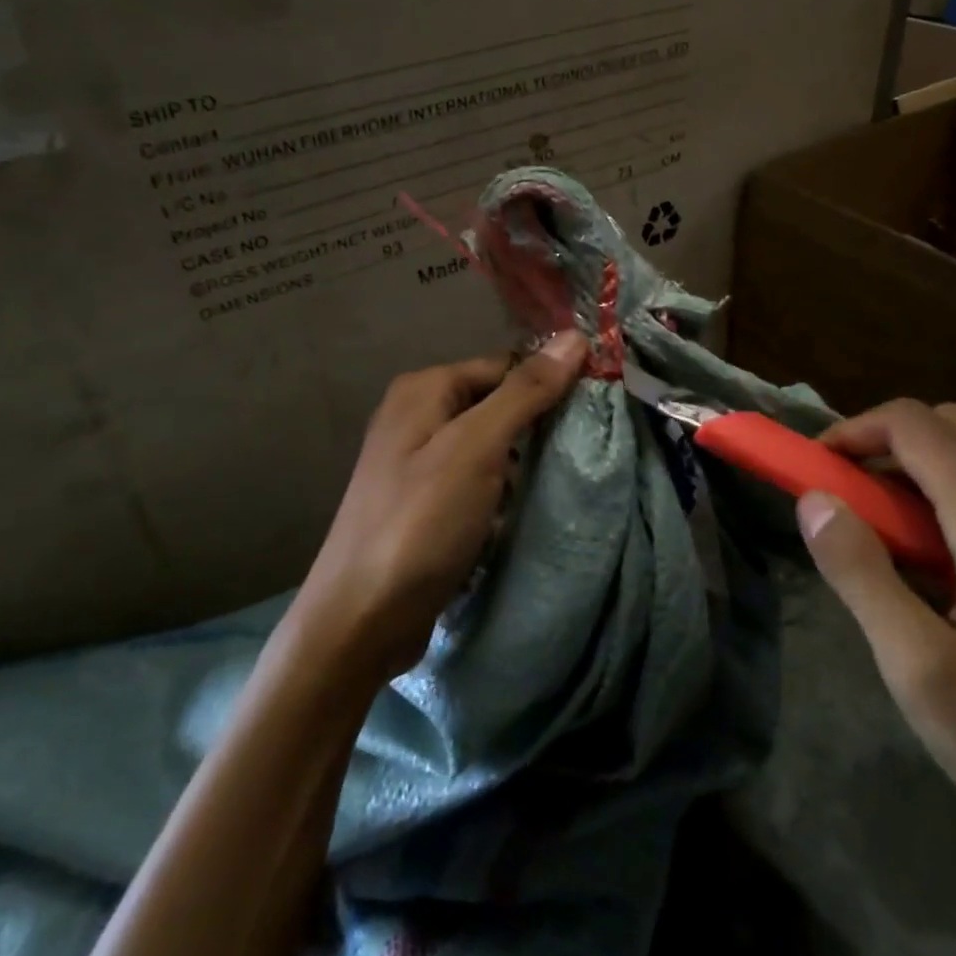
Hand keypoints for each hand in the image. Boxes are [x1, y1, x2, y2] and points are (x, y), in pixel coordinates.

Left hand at [300, 331, 587, 678]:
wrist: (362, 618)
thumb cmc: (421, 521)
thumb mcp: (477, 447)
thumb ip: (525, 391)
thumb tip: (574, 337)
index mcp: (424, 389)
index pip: (505, 365)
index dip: (549, 383)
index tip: (593, 410)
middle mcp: (416, 415)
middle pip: (496, 403)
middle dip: (535, 426)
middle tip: (577, 450)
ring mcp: (416, 461)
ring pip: (489, 444)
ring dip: (520, 463)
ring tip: (554, 482)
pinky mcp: (423, 501)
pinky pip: (475, 479)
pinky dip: (500, 490)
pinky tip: (518, 510)